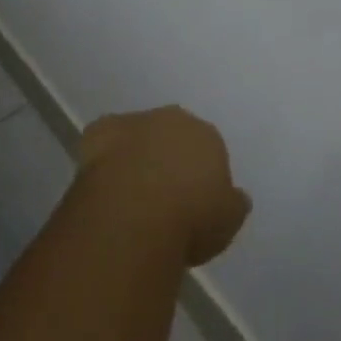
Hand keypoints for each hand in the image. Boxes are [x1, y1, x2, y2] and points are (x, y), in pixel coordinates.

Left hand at [75, 105, 251, 266]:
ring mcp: (136, 122)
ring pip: (139, 136)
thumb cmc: (190, 219)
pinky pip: (104, 140)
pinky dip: (104, 157)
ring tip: (130, 198)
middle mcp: (173, 120)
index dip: (199, 177)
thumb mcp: (227, 221)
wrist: (137, 214)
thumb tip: (238, 197)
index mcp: (207, 135)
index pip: (207, 149)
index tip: (193, 204)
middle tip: (162, 199)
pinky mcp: (102, 131)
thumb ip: (233, 203)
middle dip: (168, 159)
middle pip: (172, 136)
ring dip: (136, 157)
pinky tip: (103, 183)